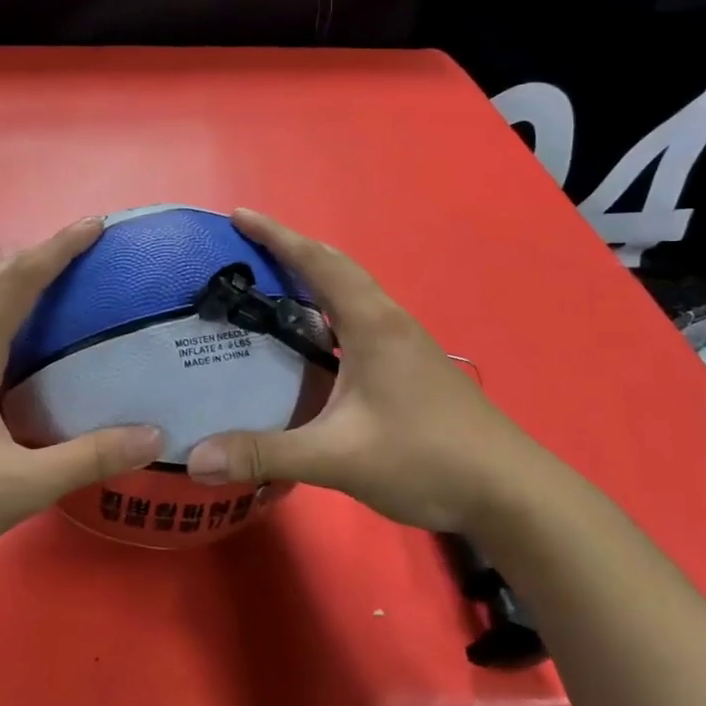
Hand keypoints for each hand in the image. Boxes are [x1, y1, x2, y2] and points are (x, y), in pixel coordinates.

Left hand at [0, 217, 161, 578]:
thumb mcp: (18, 487)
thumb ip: (86, 459)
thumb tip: (153, 435)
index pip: (18, 284)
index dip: (58, 250)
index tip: (96, 225)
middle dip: (38, 254)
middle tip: (83, 247)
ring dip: (15, 277)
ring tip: (57, 277)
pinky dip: (1, 307)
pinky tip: (20, 338)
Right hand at [186, 209, 545, 532]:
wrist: (508, 490)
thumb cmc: (424, 458)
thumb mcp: (338, 457)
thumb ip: (266, 454)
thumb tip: (196, 458)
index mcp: (371, 324)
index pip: (317, 262)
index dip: (276, 236)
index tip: (238, 215)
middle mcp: (389, 320)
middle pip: (336, 267)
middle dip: (291, 249)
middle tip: (247, 247)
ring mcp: (405, 342)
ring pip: (352, 292)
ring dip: (313, 277)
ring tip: (271, 285)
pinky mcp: (411, 364)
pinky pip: (360, 317)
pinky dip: (329, 309)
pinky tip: (314, 339)